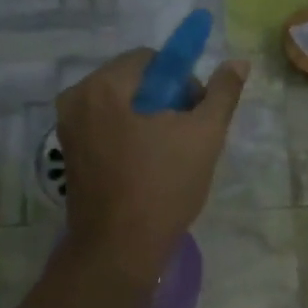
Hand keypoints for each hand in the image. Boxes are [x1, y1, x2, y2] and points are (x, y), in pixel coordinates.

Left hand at [55, 50, 247, 279]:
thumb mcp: (204, 136)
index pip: (151, 59)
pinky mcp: (69, 155)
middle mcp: (76, 99)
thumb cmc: (163, 186)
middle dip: (165, 101)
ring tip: (169, 156)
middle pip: (133, 81)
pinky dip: (129, 137)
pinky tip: (146, 168)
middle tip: (186, 138)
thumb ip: (222, 94)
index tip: (195, 116)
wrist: (120, 248)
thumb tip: (239, 62)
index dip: (182, 82)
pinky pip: (106, 129)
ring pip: (121, 107)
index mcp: (104, 86)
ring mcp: (68, 129)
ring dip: (149, 120)